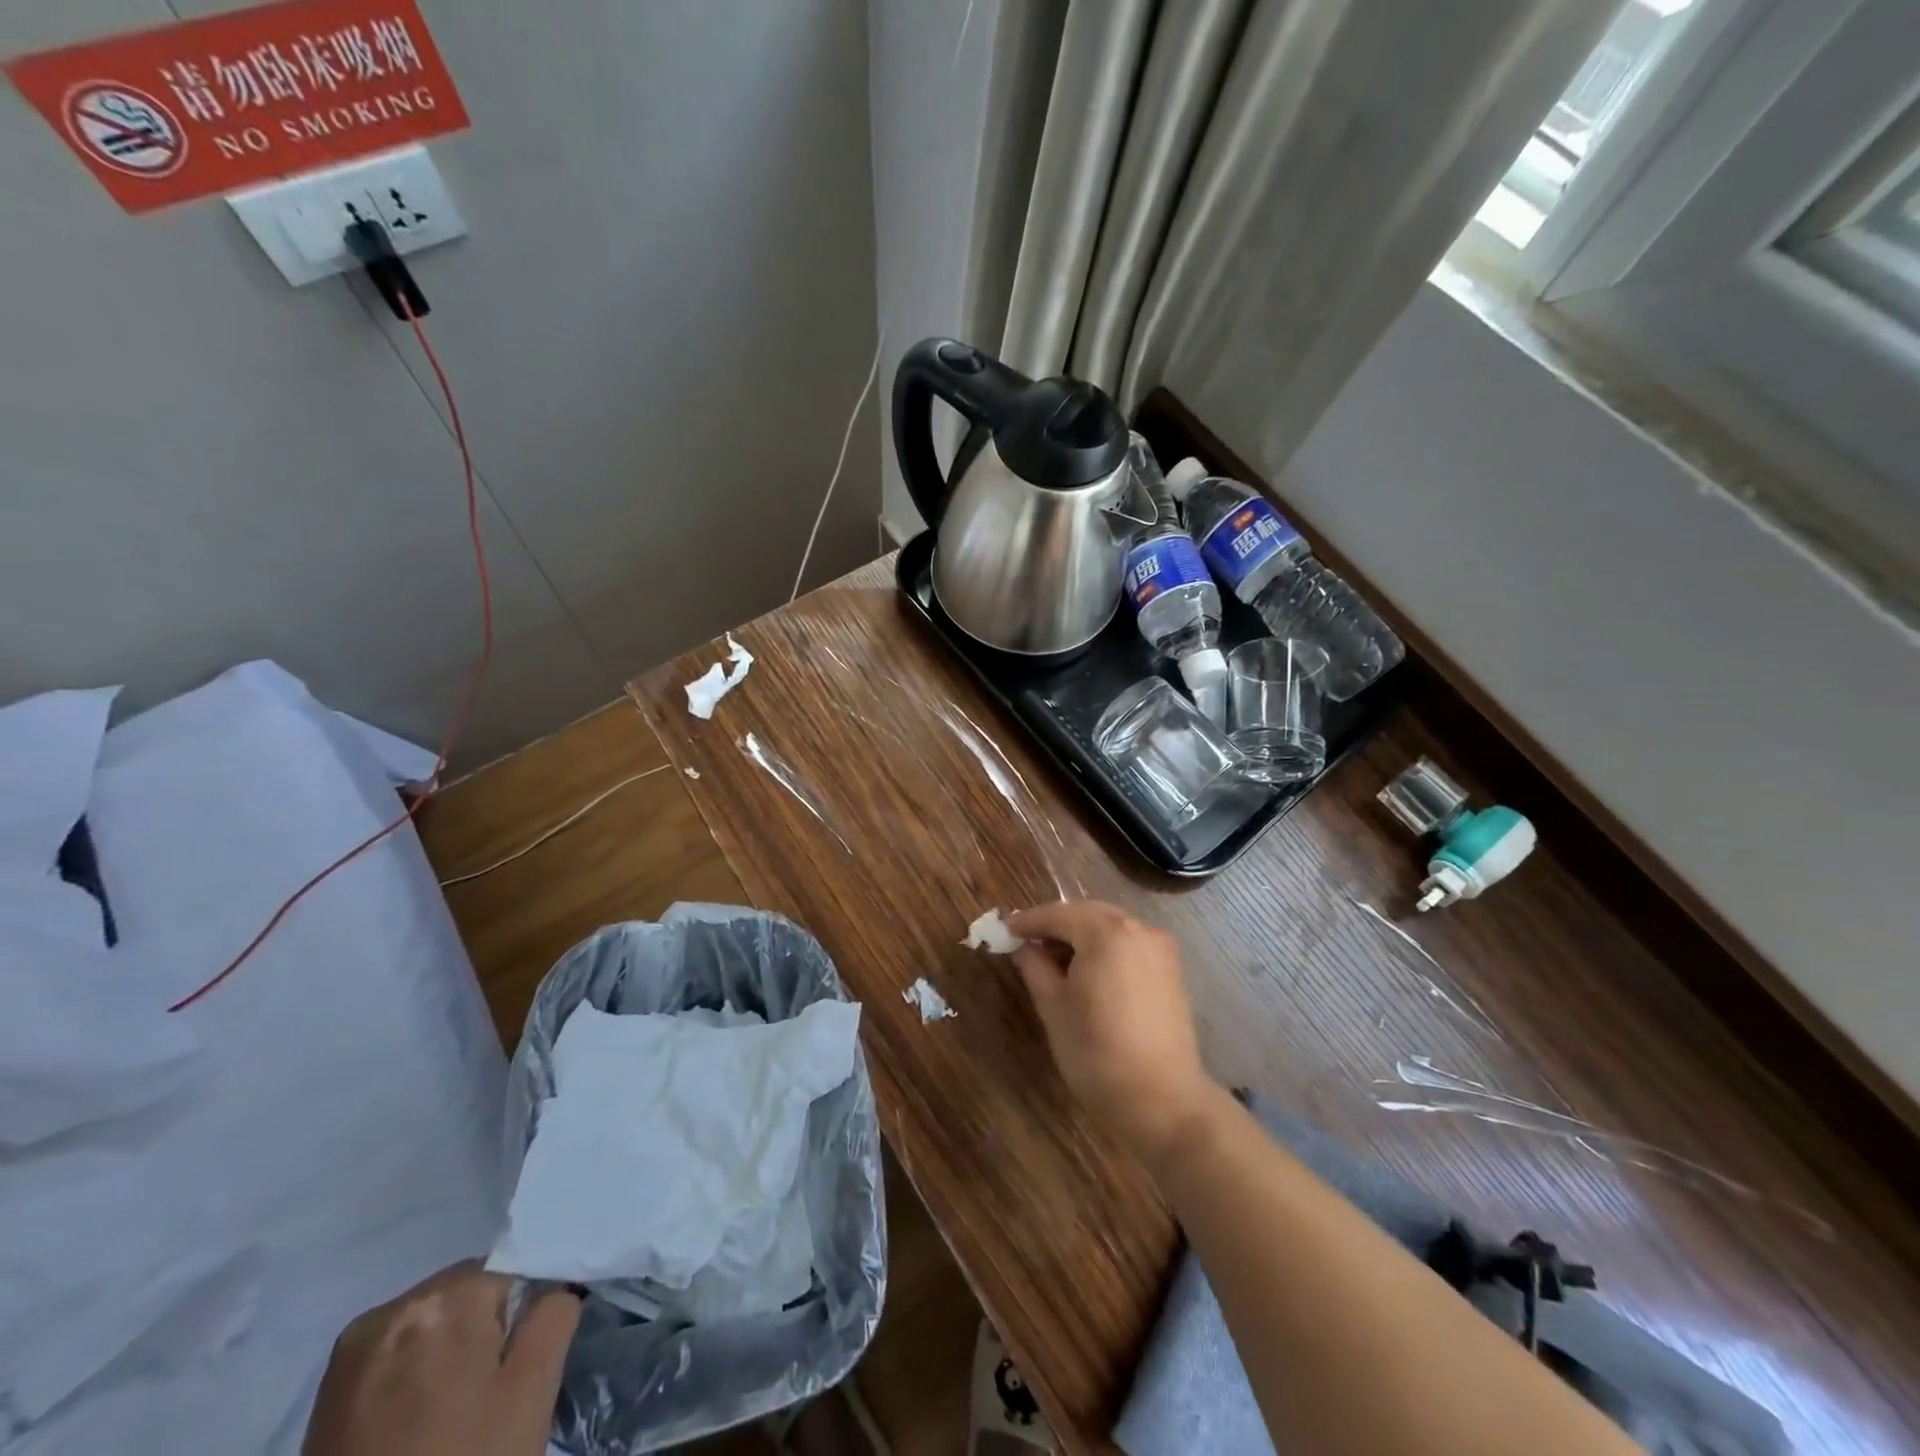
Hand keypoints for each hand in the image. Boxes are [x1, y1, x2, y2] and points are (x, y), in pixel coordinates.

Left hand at [301, 1262, 579, 1455]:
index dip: (521, 1320)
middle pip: (467, 1294)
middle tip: (483, 1399)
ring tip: (446, 1415)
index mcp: (446, 1296)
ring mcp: (351, 1352)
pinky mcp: (326, 1393)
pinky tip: (411, 1423)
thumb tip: (551, 1287)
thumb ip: (554, 1313)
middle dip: (482, 1332)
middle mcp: (393, 1308)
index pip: (512, 1274)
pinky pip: (394, 1354)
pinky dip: (411, 1375)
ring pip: (430, 1323)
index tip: (513, 1371)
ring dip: (445, 1353)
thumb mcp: (533, 1390)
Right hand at [1007, 900, 1215, 1167]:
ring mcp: (1160, 947)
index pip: (1058, 914)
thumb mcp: (1054, 1008)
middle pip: (1087, 914)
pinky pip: (1130, 944)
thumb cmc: (1097, 1052)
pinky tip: (1088, 970)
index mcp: (1106, 932)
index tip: (1004, 929)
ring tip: (1055, 958)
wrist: (1162, 1100)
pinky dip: (1106, 947)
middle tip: (1027, 942)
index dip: (1028, 921)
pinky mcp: (1171, 969)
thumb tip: (1024, 948)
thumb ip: (1035, 968)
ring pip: (1111, 926)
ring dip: (1082, 934)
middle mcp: (1138, 928)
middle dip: (1056, 924)